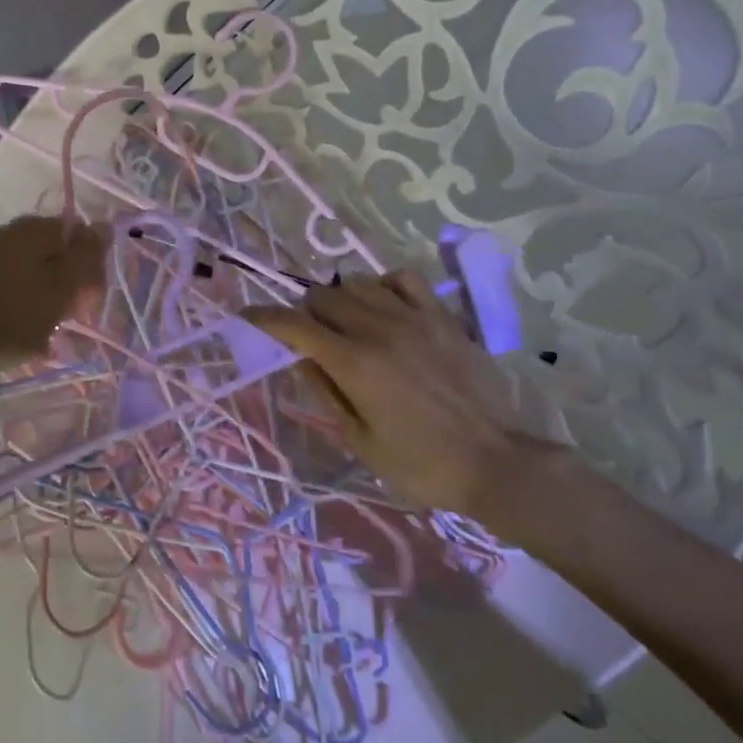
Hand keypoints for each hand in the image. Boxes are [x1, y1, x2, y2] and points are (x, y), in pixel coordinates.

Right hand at [244, 271, 560, 522]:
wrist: (494, 462)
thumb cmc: (420, 464)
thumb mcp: (359, 440)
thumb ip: (325, 393)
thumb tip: (299, 359)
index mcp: (353, 363)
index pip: (295, 325)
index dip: (264, 317)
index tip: (247, 315)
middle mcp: (378, 329)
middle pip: (323, 297)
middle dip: (304, 312)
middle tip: (307, 336)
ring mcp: (414, 317)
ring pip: (357, 282)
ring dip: (340, 298)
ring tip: (344, 322)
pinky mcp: (442, 317)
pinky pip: (403, 278)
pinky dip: (383, 285)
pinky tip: (384, 305)